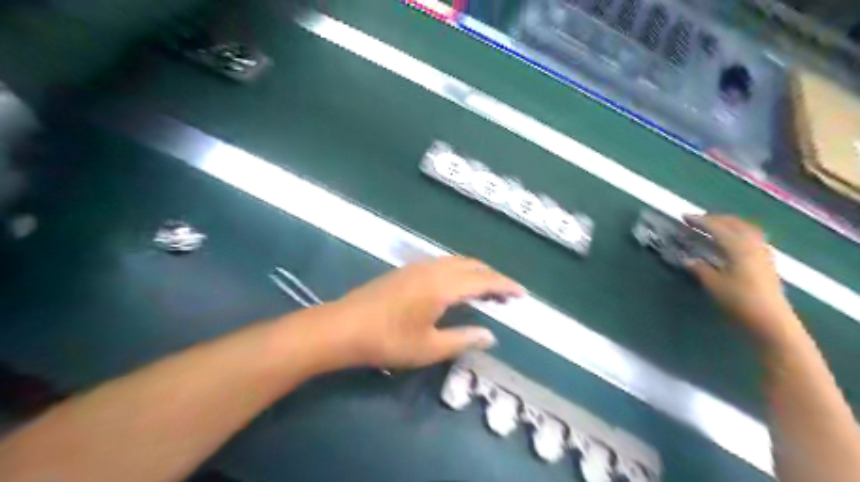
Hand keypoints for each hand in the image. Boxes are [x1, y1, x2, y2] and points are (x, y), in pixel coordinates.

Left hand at [324, 256, 520, 367]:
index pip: (484, 281)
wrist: (343, 327)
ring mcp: (418, 266)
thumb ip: (463, 339)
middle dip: (492, 277)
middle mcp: (434, 269)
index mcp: (444, 286)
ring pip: (457, 262)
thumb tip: (490, 335)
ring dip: (476, 273)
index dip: (505, 286)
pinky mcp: (406, 270)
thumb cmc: (388, 340)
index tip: (522, 293)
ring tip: (486, 290)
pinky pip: (443, 263)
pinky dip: (459, 271)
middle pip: (472, 265)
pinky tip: (457, 286)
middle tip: (506, 295)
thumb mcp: (429, 348)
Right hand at [682, 213, 803, 342]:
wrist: (772, 321)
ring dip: (730, 224)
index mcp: (738, 247)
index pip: (717, 227)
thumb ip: (700, 269)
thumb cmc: (739, 301)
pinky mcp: (768, 263)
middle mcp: (753, 245)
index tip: (684, 217)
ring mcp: (763, 253)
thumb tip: (688, 259)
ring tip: (716, 226)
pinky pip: (754, 238)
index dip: (700, 221)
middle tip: (698, 220)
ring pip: (747, 230)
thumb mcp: (714, 285)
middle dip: (716, 219)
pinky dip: (740, 233)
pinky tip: (735, 241)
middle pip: (735, 224)